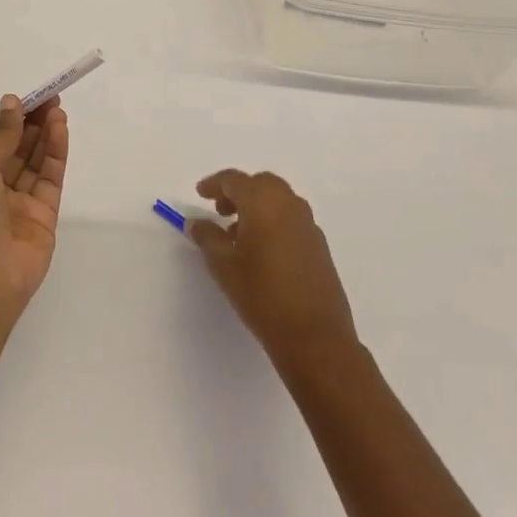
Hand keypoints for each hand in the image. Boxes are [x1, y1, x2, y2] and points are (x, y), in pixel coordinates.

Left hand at [0, 95, 67, 337]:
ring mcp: (21, 204)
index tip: (30, 97)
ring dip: (46, 134)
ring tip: (58, 110)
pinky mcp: (45, 218)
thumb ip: (0, 136)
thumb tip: (11, 103)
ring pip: (37, 162)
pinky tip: (60, 131)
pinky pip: (51, 179)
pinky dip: (56, 154)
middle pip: (19, 149)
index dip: (12, 119)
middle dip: (33, 123)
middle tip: (50, 98)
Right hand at [188, 170, 358, 368]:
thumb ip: (207, 237)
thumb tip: (196, 222)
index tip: (200, 194)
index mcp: (263, 202)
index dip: (214, 184)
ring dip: (257, 206)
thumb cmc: (261, 294)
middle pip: (260, 183)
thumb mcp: (223, 265)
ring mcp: (308, 224)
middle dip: (238, 192)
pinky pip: (291, 219)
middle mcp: (288, 205)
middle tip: (221, 212)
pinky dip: (274, 221)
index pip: (234, 180)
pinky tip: (263, 251)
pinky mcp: (319, 245)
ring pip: (279, 200)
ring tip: (238, 235)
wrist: (314, 337)